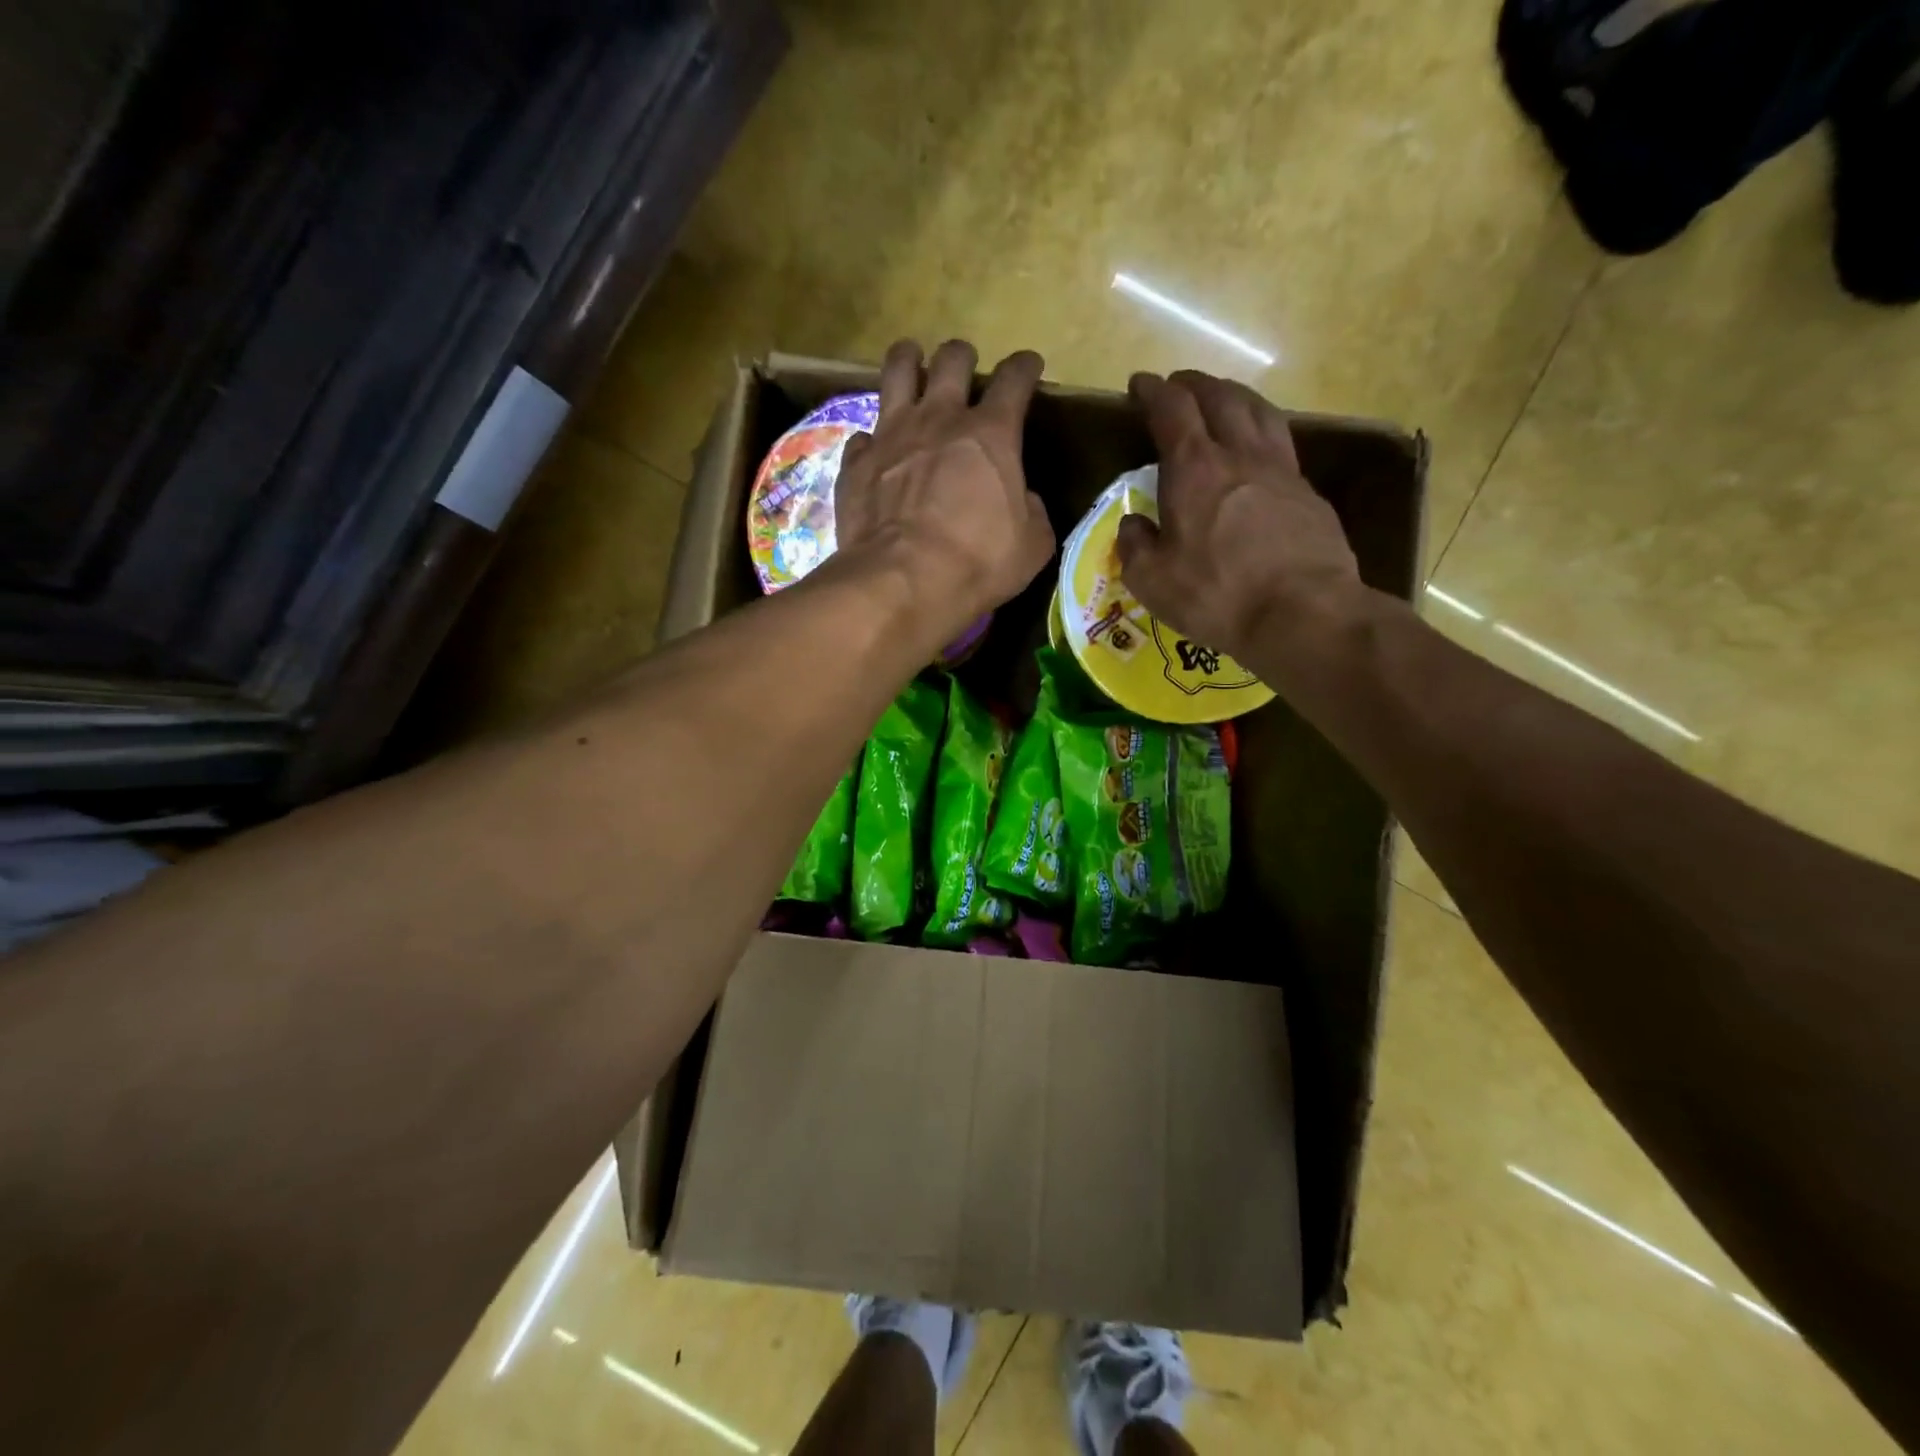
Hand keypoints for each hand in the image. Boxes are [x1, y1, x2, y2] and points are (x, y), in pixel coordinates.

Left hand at [832, 339, 1054, 638]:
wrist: (904, 581)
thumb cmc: (978, 563)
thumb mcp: (1032, 545)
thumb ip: (1031, 511)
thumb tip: (1022, 499)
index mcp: (991, 434)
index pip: (1014, 380)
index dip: (1024, 368)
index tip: (1028, 367)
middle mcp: (939, 418)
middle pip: (951, 359)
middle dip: (962, 356)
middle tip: (964, 367)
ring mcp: (891, 435)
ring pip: (897, 370)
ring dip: (908, 360)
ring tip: (911, 362)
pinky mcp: (856, 461)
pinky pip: (863, 434)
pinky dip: (872, 439)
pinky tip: (875, 448)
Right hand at [1116, 370, 1364, 667]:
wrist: (1303, 613)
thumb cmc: (1217, 595)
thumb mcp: (1153, 580)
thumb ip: (1136, 545)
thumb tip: (1134, 525)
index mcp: (1194, 470)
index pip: (1172, 410)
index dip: (1154, 391)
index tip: (1140, 384)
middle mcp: (1240, 456)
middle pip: (1220, 398)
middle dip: (1195, 384)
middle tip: (1180, 385)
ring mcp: (1282, 471)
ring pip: (1259, 412)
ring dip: (1235, 397)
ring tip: (1223, 400)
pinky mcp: (1309, 494)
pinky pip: (1283, 445)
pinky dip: (1263, 433)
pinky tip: (1259, 452)